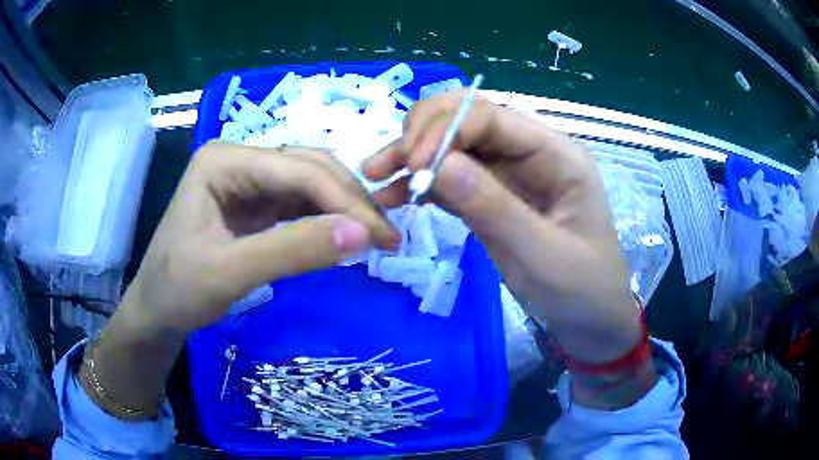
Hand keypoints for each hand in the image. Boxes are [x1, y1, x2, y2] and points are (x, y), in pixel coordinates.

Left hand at [123, 141, 399, 333]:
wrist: (157, 310)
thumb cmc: (178, 290)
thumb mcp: (230, 273)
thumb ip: (293, 251)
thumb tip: (363, 235)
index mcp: (224, 160)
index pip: (299, 171)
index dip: (346, 201)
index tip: (384, 237)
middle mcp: (239, 158)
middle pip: (309, 169)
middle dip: (350, 201)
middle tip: (386, 238)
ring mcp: (246, 179)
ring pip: (309, 183)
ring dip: (343, 208)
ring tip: (372, 238)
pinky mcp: (253, 202)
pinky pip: (299, 203)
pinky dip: (325, 218)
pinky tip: (343, 235)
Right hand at [363, 92, 639, 363]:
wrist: (591, 321)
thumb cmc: (582, 290)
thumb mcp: (543, 255)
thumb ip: (494, 208)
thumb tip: (436, 165)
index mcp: (557, 154)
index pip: (492, 116)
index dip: (446, 130)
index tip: (412, 164)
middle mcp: (531, 152)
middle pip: (469, 118)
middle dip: (422, 132)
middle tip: (386, 165)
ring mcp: (510, 173)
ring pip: (454, 144)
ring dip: (413, 153)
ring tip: (377, 175)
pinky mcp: (493, 196)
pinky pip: (452, 177)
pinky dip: (422, 182)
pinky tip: (395, 195)